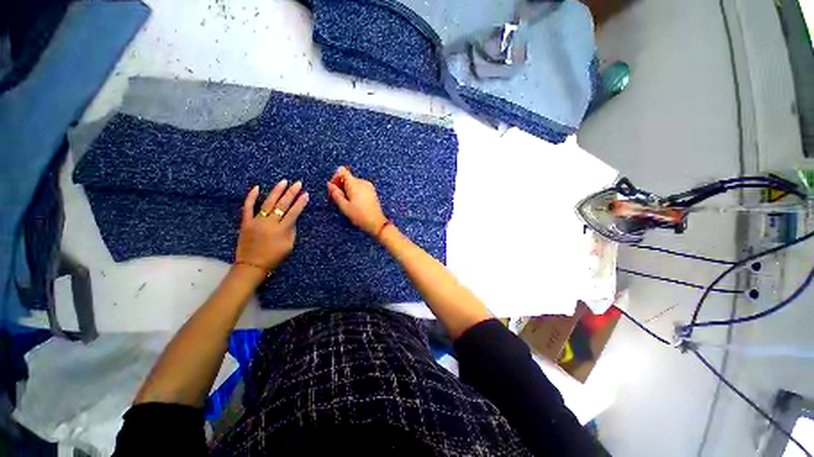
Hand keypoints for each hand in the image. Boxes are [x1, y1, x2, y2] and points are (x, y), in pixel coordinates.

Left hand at [235, 180, 308, 276]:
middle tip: (298, 183)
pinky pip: (247, 207)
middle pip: (282, 205)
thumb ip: (291, 230)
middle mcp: (269, 223)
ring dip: (276, 191)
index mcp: (282, 230)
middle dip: (291, 193)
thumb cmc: (274, 257)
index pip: (294, 213)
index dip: (301, 203)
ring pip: (267, 203)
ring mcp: (256, 221)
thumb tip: (293, 218)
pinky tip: (257, 187)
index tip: (306, 194)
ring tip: (284, 181)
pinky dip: (251, 197)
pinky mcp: (245, 222)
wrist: (252, 265)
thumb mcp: (289, 246)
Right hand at [327, 166, 386, 235]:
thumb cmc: (360, 216)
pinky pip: (360, 187)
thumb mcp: (344, 206)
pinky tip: (354, 203)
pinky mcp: (372, 191)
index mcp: (355, 184)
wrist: (376, 223)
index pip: (342, 170)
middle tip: (337, 199)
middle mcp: (362, 182)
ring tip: (346, 203)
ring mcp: (369, 186)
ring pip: (353, 183)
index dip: (335, 177)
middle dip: (340, 186)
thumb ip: (336, 194)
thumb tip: (329, 184)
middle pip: (347, 177)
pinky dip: (354, 192)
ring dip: (347, 190)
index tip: (333, 189)